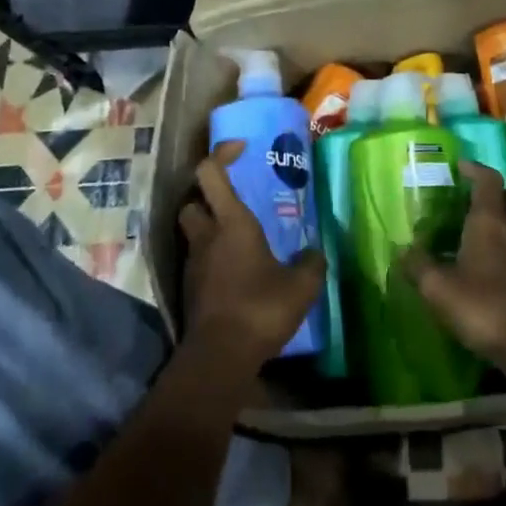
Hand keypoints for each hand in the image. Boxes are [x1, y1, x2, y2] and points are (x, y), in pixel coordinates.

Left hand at [179, 141, 326, 375]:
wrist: (219, 357)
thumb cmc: (260, 308)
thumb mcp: (302, 286)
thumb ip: (311, 263)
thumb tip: (316, 252)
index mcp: (231, 223)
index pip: (210, 173)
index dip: (221, 154)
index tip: (241, 148)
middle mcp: (207, 236)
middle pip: (191, 201)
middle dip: (207, 195)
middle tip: (233, 199)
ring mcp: (194, 264)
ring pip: (192, 232)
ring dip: (209, 227)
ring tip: (238, 237)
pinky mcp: (190, 290)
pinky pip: (198, 260)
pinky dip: (212, 257)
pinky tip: (236, 271)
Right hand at [401, 162, 505, 385]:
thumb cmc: (486, 308)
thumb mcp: (440, 290)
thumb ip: (419, 267)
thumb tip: (403, 251)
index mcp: (490, 220)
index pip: (487, 179)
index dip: (475, 169)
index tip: (461, 166)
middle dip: (492, 194)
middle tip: (470, 203)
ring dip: (504, 221)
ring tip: (481, 237)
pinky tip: (498, 267)